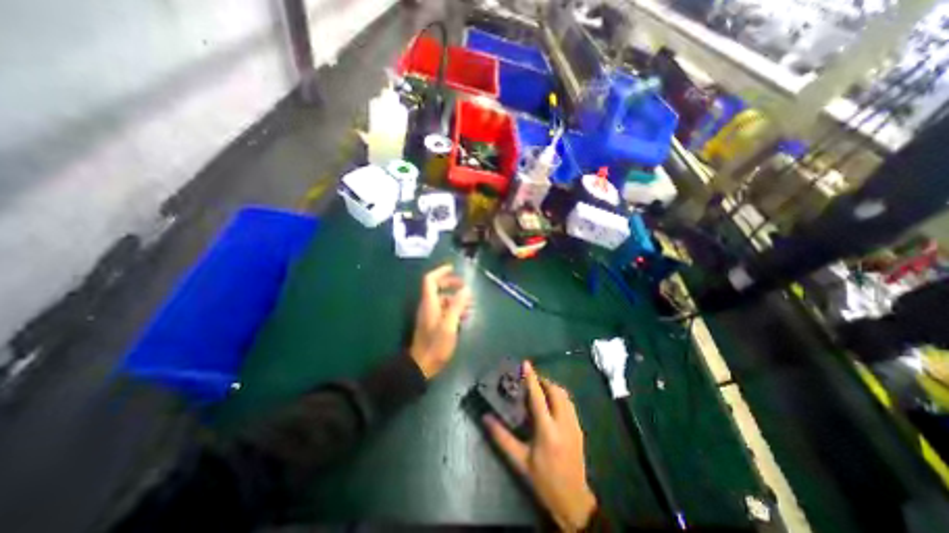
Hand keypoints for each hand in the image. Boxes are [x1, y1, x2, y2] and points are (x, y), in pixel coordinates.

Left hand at [407, 262, 469, 378]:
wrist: (422, 365)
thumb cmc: (436, 345)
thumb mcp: (449, 325)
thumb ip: (457, 306)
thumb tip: (466, 289)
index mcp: (429, 303)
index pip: (430, 280)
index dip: (440, 272)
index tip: (453, 268)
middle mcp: (428, 306)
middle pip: (437, 288)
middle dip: (451, 284)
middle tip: (466, 287)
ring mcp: (430, 315)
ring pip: (442, 299)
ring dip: (455, 298)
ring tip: (470, 304)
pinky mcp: (433, 323)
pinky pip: (444, 309)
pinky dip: (454, 308)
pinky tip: (465, 316)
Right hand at [485, 361, 594, 530]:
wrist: (573, 501)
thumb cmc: (544, 480)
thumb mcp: (520, 461)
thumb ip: (502, 437)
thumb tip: (486, 418)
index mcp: (548, 430)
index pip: (538, 397)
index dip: (531, 378)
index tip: (526, 364)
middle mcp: (564, 423)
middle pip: (556, 391)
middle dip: (544, 380)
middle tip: (531, 380)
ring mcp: (575, 425)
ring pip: (565, 396)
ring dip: (552, 387)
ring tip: (539, 388)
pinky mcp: (580, 429)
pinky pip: (570, 404)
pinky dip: (559, 397)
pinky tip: (551, 403)